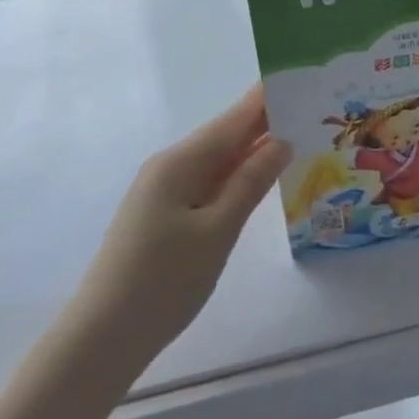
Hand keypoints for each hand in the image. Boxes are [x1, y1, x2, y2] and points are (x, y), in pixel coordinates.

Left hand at [74, 86, 290, 366]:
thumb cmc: (163, 282)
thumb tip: (282, 140)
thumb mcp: (217, 231)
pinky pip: (209, 183)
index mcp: (180, 161)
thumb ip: (250, 182)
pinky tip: (262, 180)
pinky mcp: (165, 214)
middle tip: (316, 112)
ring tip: (302, 138)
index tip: (306, 81)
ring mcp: (165, 191)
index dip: (269, 98)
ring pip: (219, 160)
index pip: (235, 118)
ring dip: (255, 150)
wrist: (103, 338)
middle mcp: (171, 166)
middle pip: (227, 135)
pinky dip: (238, 177)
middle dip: (268, 123)